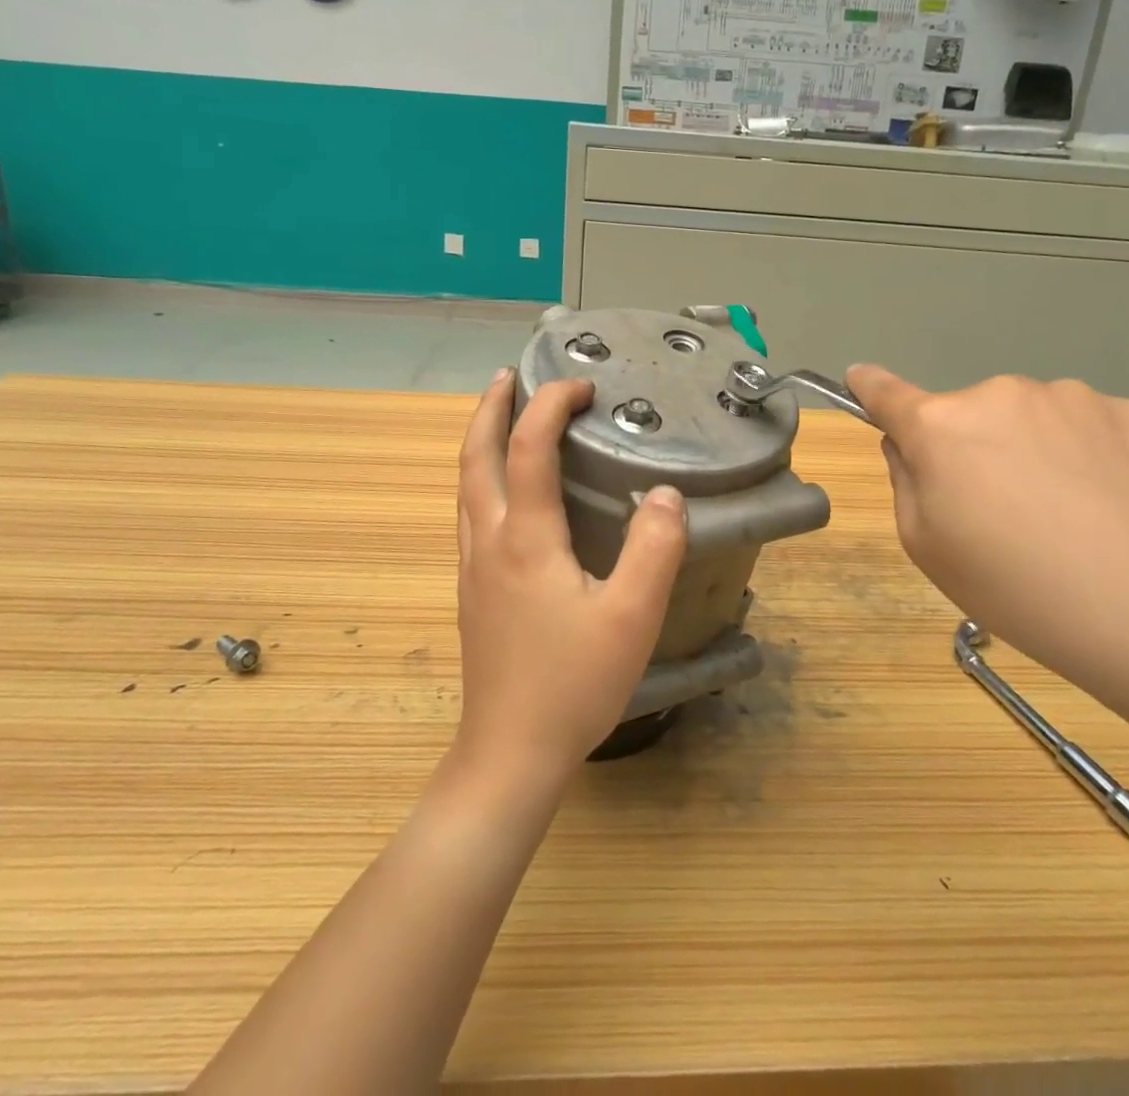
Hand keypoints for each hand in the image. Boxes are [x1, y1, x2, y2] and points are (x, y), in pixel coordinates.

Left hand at [453, 371, 687, 783]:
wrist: (510, 752)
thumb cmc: (572, 684)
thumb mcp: (631, 617)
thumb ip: (654, 550)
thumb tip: (664, 494)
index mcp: (526, 538)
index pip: (528, 447)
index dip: (551, 405)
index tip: (582, 386)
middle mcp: (489, 540)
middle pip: (475, 456)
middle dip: (491, 408)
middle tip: (512, 376)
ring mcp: (474, 567)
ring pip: (465, 485)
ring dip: (480, 440)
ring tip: (502, 417)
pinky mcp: (473, 590)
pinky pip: (470, 512)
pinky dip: (482, 477)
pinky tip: (504, 492)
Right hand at [847, 366, 1128, 749]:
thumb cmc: (1023, 593)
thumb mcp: (930, 552)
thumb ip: (906, 483)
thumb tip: (911, 446)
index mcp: (943, 427)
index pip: (886, 393)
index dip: (868, 387)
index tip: (859, 379)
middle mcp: (1004, 395)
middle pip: (969, 416)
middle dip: (973, 451)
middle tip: (1003, 516)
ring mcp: (1077, 399)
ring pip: (1034, 421)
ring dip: (1035, 453)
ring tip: (1074, 523)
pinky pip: (1091, 430)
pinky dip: (1090, 460)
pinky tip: (1120, 513)